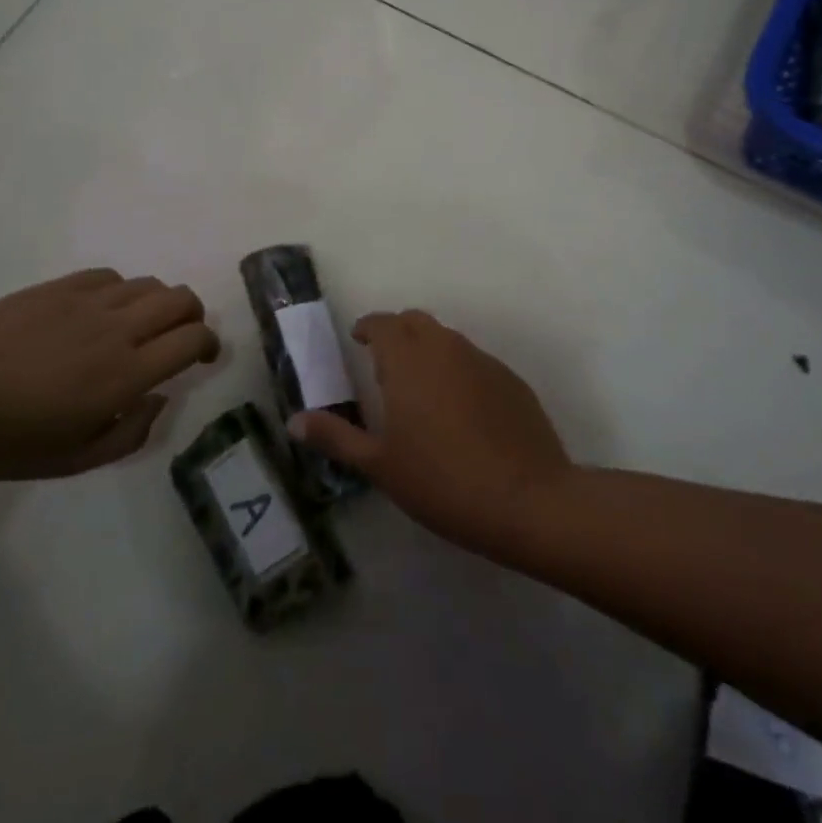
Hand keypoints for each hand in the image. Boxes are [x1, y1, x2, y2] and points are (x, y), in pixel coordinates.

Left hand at [0, 269, 219, 479]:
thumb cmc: (7, 441)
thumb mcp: (75, 460)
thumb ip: (132, 433)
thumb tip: (161, 398)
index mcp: (125, 375)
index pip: (192, 339)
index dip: (209, 344)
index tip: (205, 357)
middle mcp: (116, 330)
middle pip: (181, 300)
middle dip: (194, 317)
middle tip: (180, 338)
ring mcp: (86, 302)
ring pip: (149, 284)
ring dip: (158, 304)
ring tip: (139, 326)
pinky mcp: (58, 287)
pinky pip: (110, 276)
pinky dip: (121, 291)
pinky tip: (102, 311)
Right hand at [290, 310, 573, 556]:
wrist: (527, 500)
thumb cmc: (441, 481)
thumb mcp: (380, 465)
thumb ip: (336, 437)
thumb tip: (294, 421)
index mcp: (408, 360)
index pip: (383, 323)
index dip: (368, 327)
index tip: (359, 340)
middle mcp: (445, 348)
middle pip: (416, 322)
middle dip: (397, 332)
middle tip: (384, 363)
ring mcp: (483, 361)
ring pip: (447, 339)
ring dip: (428, 350)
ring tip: (419, 388)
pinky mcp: (511, 380)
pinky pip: (475, 362)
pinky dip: (458, 371)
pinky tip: (460, 410)